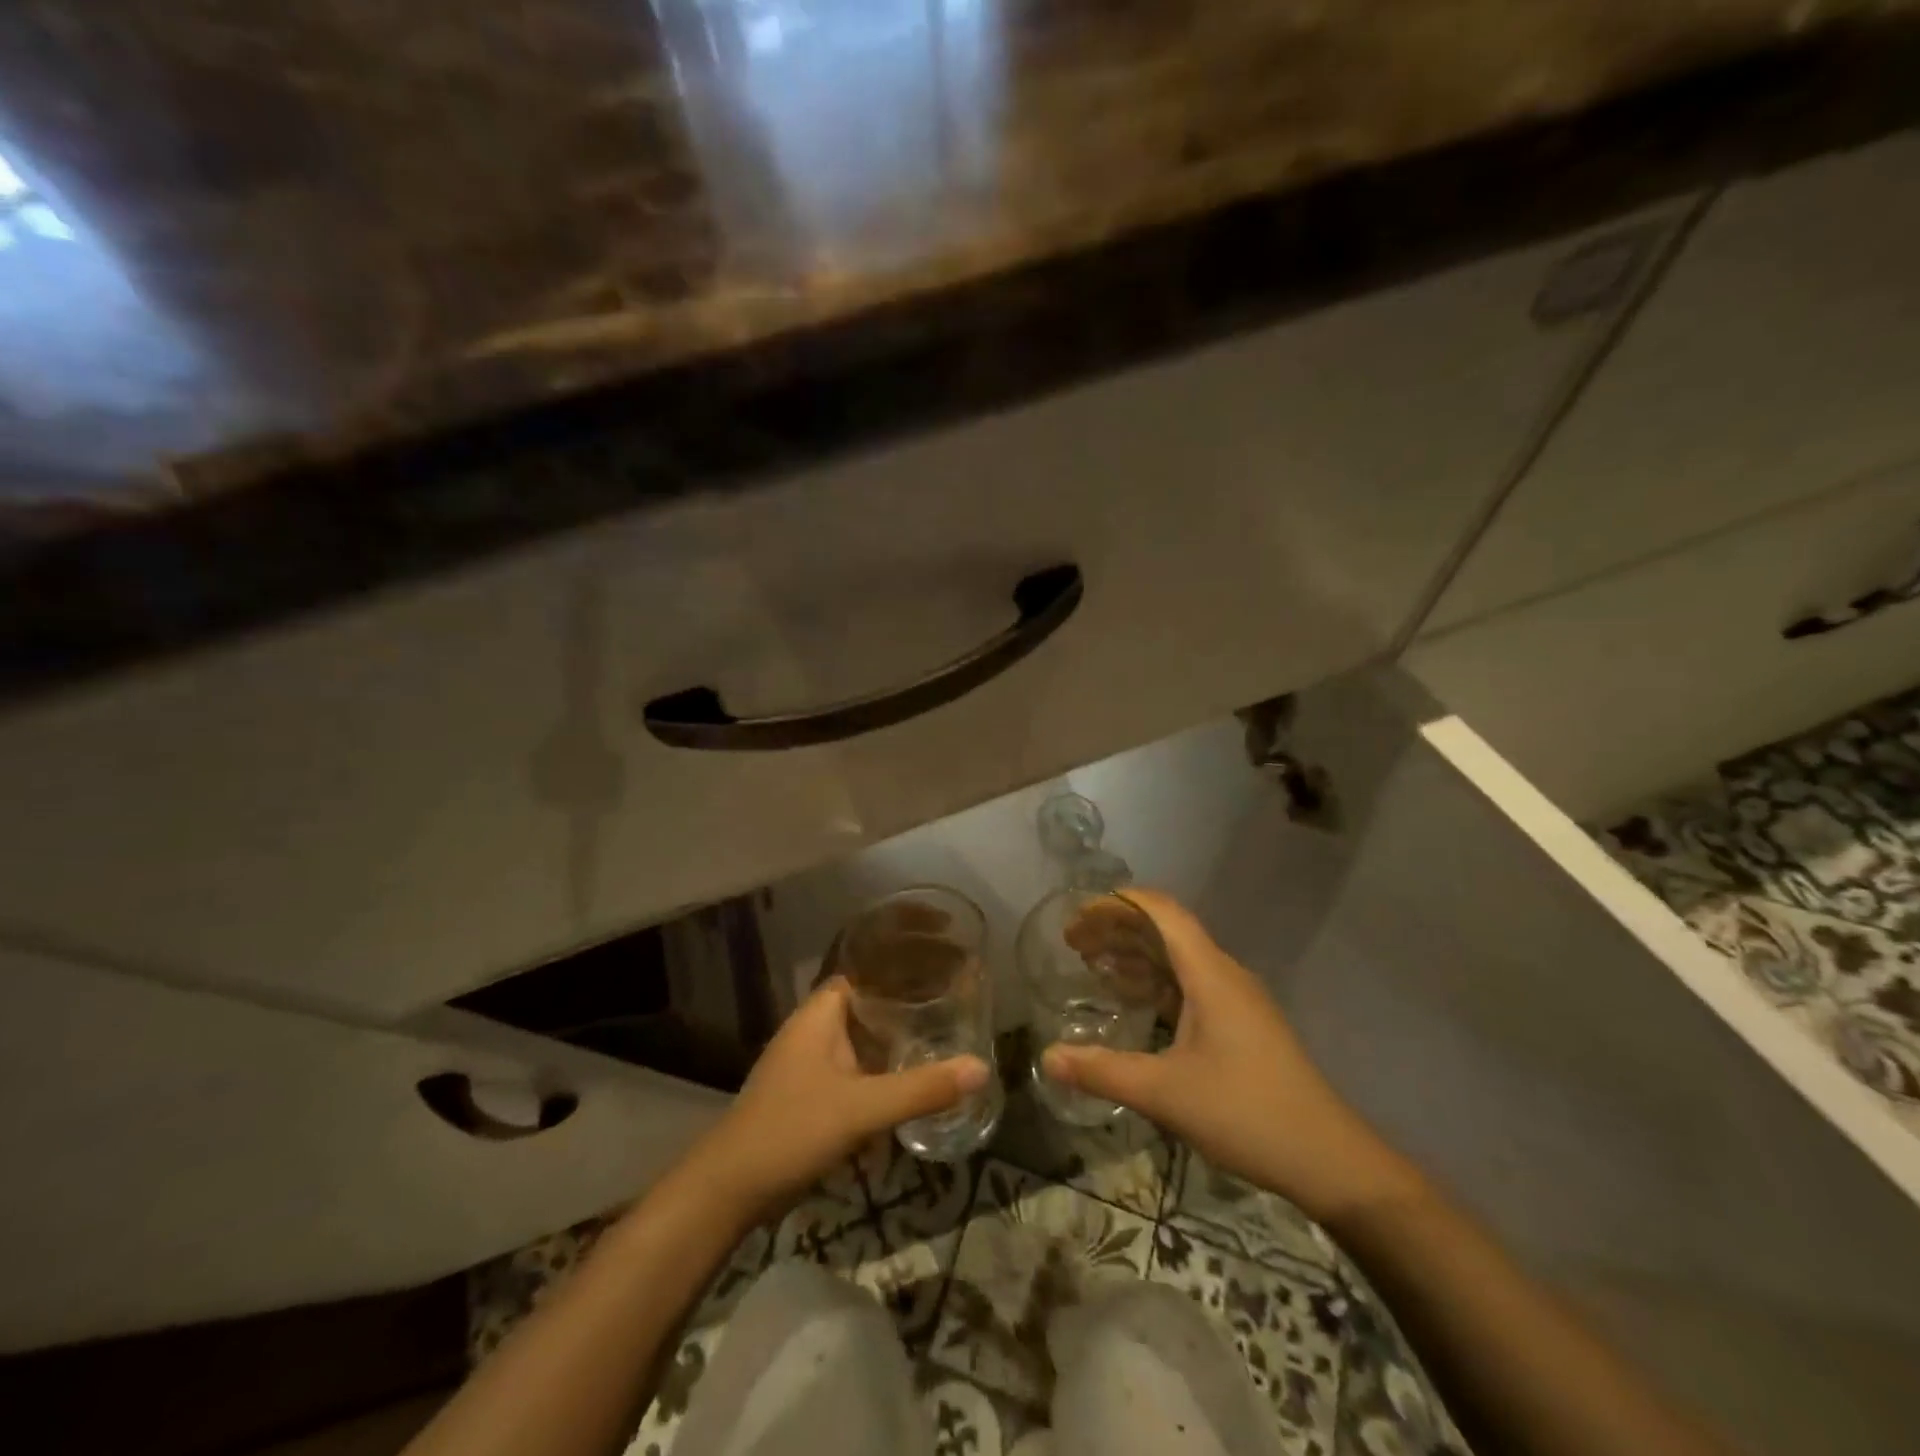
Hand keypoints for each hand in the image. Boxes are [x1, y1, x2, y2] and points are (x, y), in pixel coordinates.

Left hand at [683, 978, 989, 1226]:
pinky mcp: (810, 1094)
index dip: (902, 964)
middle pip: (869, 1005)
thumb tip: (981, 1067)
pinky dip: (880, 1075)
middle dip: (907, 1008)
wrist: (728, 1191)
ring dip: (895, 1044)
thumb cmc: (792, 1130)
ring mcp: (810, 1062)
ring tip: (943, 1042)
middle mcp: (814, 1028)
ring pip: (862, 1040)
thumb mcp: (862, 1108)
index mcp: (821, 1013)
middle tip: (955, 1006)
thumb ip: (921, 1089)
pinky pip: (855, 1071)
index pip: (867, 970)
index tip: (942, 964)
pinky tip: (910, 1090)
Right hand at [1043, 889, 1422, 1223]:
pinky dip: (1154, 983)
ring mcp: (1235, 1000)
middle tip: (1072, 944)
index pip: (1161, 911)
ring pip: (1177, 958)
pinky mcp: (1239, 1025)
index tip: (1077, 916)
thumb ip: (1103, 1071)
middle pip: (1165, 930)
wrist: (1329, 1160)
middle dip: (1117, 928)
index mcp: (1209, 973)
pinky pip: (1188, 985)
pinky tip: (1132, 1002)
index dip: (1117, 903)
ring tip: (1092, 966)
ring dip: (1135, 955)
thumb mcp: (1166, 1093)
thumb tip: (1046, 1057)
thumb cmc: (1247, 1113)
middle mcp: (1223, 974)